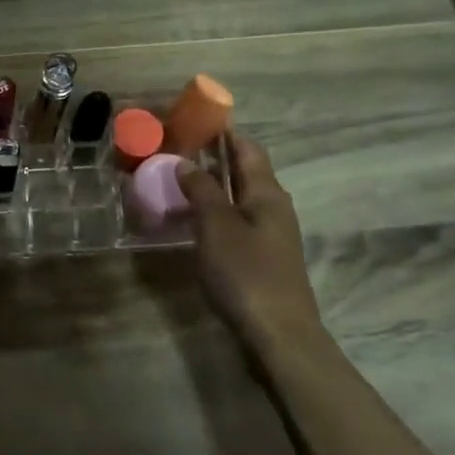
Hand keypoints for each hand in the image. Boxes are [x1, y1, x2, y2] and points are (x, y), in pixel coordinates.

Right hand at [179, 132, 322, 345]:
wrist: (279, 334)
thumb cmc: (246, 273)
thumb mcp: (216, 226)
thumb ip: (201, 190)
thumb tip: (187, 162)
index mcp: (268, 193)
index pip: (248, 148)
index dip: (224, 132)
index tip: (194, 120)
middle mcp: (273, 208)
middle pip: (244, 172)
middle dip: (214, 158)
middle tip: (176, 150)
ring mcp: (270, 235)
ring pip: (239, 198)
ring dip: (212, 187)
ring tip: (177, 182)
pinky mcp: (262, 258)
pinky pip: (235, 222)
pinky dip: (214, 213)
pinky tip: (192, 221)